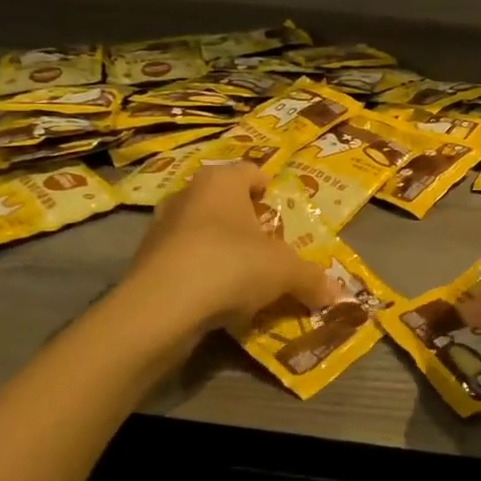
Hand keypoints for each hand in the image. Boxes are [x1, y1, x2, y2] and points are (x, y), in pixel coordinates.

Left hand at [119, 163, 337, 329]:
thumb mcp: (286, 271)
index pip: (250, 171)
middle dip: (245, 222)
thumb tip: (335, 294)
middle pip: (224, 201)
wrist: (160, 309)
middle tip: (268, 246)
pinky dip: (201, 273)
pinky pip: (184, 260)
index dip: (268, 188)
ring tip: (244, 276)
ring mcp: (160, 227)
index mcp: (221, 181)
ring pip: (201, 231)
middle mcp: (187, 194)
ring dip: (221, 249)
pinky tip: (216, 299)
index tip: (280, 210)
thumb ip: (311, 279)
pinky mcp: (144, 262)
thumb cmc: (231, 265)